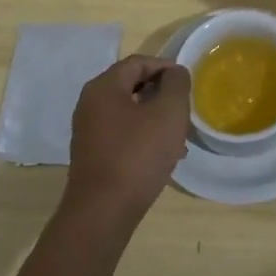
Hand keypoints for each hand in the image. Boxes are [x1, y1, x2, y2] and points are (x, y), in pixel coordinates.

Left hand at [61, 55, 190, 227]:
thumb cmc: (137, 155)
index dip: (165, 67)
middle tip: (184, 108)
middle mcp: (90, 104)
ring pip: (128, 112)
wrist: (102, 213)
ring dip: (154, 117)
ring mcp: (88, 130)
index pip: (138, 62)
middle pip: (131, 86)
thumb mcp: (168, 113)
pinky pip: (122, 134)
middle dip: (161, 94)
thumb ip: (176, 84)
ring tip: (179, 136)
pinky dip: (143, 136)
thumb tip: (174, 73)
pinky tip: (162, 156)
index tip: (187, 82)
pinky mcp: (92, 155)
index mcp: (104, 87)